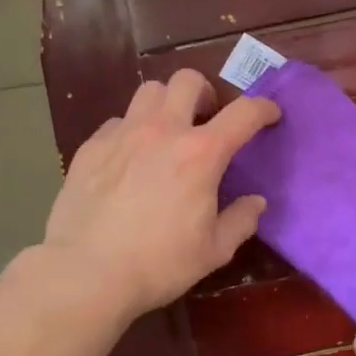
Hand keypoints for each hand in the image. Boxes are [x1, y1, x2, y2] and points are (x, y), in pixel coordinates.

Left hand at [44, 70, 280, 320]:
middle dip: (205, 92)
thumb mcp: (213, 250)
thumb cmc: (158, 264)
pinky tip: (130, 158)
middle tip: (207, 118)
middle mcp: (162, 131)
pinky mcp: (90, 147)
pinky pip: (118, 122)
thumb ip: (241, 220)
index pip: (243, 113)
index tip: (270, 114)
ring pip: (149, 92)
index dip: (263, 108)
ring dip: (166, 104)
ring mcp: (122, 134)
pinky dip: (132, 130)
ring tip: (167, 131)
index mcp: (201, 153)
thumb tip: (256, 202)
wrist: (85, 274)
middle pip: (187, 81)